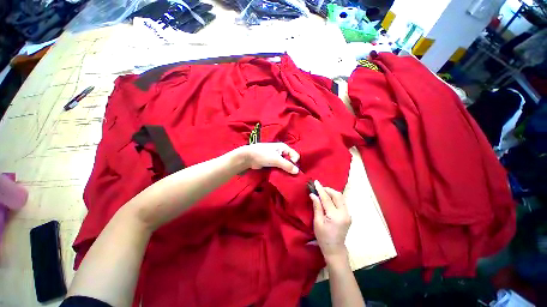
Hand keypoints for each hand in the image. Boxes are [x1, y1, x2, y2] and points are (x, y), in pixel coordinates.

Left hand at [237, 142, 299, 173]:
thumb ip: (287, 165)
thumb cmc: (263, 155)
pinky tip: (279, 175)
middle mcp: (281, 152)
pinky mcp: (271, 163)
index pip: (295, 155)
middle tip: (288, 174)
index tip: (290, 168)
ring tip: (283, 176)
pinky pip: (279, 168)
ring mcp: (276, 157)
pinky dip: (280, 171)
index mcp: (283, 147)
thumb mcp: (276, 159)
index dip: (294, 162)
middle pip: (290, 160)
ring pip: (284, 165)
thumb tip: (297, 171)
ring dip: (285, 170)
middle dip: (290, 167)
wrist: (248, 157)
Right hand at [310, 180, 350, 260]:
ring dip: (332, 193)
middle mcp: (344, 213)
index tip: (316, 182)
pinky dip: (334, 198)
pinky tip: (328, 199)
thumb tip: (313, 194)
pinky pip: (341, 202)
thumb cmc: (323, 237)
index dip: (321, 189)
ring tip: (323, 192)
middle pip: (337, 195)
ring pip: (341, 197)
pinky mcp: (348, 215)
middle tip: (319, 188)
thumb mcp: (317, 222)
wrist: (335, 249)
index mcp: (335, 216)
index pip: (327, 198)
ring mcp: (348, 214)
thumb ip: (317, 207)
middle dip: (328, 189)